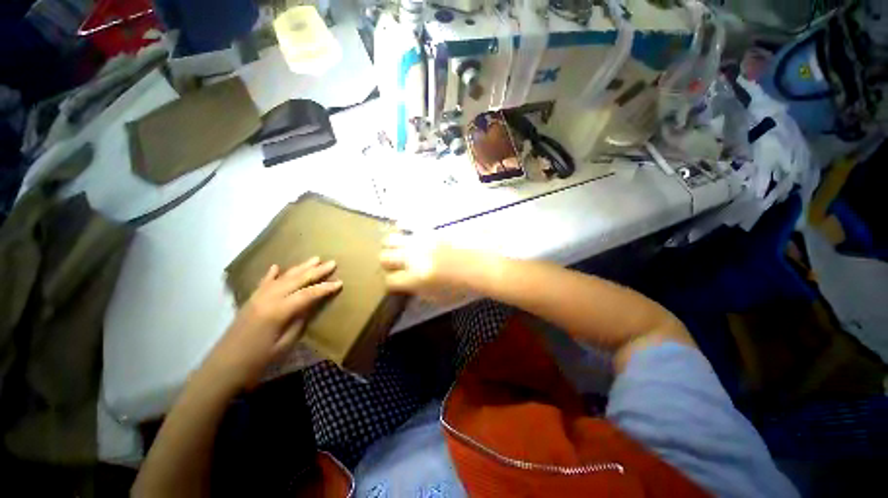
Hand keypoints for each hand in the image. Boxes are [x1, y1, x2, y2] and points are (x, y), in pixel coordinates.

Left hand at [202, 258, 341, 388]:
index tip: (340, 282)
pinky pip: (264, 283)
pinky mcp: (250, 301)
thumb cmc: (257, 361)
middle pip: (297, 280)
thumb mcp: (285, 344)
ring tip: (315, 259)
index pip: (308, 294)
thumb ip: (299, 321)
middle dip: (316, 271)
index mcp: (278, 311)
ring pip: (283, 277)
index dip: (325, 288)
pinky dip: (272, 274)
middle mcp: (268, 299)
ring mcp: (257, 298)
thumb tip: (310, 306)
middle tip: (332, 263)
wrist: (222, 369)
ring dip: (300, 267)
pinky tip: (277, 266)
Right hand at [380, 232, 482, 302]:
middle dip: (388, 264)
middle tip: (398, 266)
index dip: (392, 284)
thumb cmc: (462, 286)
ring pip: (390, 240)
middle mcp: (412, 258)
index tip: (398, 283)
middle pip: (384, 257)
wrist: (480, 265)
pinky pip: (407, 225)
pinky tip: (410, 235)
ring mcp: (420, 241)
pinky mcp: (428, 230)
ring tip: (404, 251)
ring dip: (393, 248)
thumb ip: (418, 292)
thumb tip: (407, 285)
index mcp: (415, 279)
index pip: (389, 281)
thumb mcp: (438, 298)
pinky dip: (404, 230)